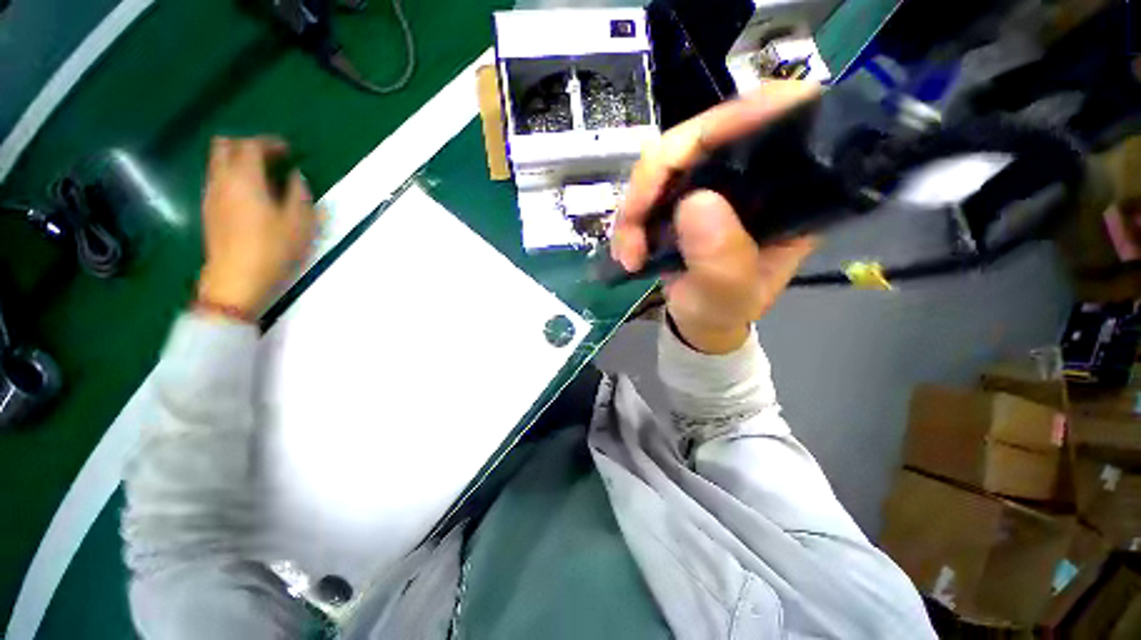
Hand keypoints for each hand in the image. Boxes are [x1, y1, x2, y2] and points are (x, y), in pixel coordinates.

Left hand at [197, 137, 317, 317]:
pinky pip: (217, 179)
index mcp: (244, 177)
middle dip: (246, 145)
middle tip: (269, 158)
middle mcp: (222, 179)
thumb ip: (299, 193)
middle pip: (224, 145)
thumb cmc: (273, 247)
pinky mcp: (208, 209)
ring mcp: (211, 194)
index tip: (287, 151)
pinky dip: (232, 177)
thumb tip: (296, 177)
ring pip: (217, 162)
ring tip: (263, 177)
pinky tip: (250, 195)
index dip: (269, 143)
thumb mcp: (300, 222)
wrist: (237, 277)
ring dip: (238, 161)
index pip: (251, 145)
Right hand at [613, 81, 818, 353]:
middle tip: (632, 224)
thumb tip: (695, 203)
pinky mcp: (679, 194)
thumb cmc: (723, 310)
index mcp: (789, 189)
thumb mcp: (728, 295)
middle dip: (655, 178)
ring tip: (628, 254)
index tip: (698, 144)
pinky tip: (625, 249)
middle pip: (702, 134)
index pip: (780, 117)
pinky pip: (645, 187)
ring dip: (634, 207)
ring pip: (663, 161)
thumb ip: (721, 259)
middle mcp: (750, 172)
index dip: (741, 114)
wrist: (698, 319)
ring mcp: (709, 180)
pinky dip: (628, 217)